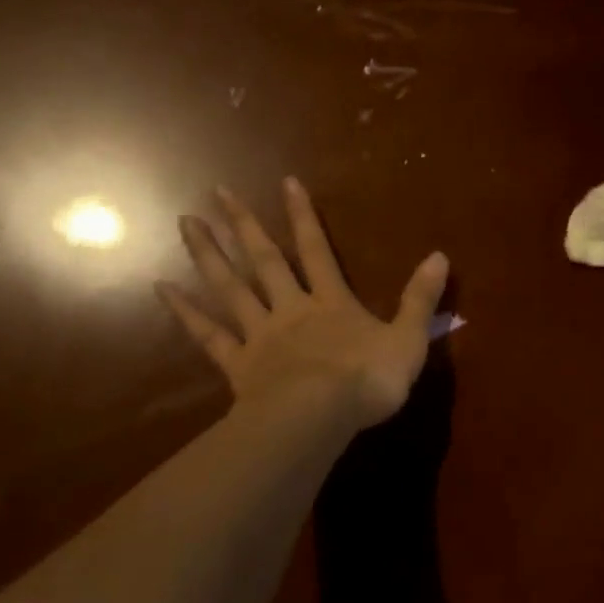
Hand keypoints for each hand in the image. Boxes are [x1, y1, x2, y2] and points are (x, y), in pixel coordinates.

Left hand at [157, 178, 447, 430]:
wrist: (318, 420)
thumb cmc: (366, 380)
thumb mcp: (407, 340)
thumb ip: (420, 299)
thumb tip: (440, 255)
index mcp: (332, 303)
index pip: (317, 250)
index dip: (303, 216)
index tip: (286, 182)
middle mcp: (291, 310)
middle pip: (264, 260)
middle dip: (243, 225)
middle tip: (216, 192)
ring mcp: (260, 337)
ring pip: (231, 289)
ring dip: (208, 255)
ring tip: (186, 223)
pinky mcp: (239, 367)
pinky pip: (208, 336)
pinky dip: (186, 313)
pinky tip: (163, 289)